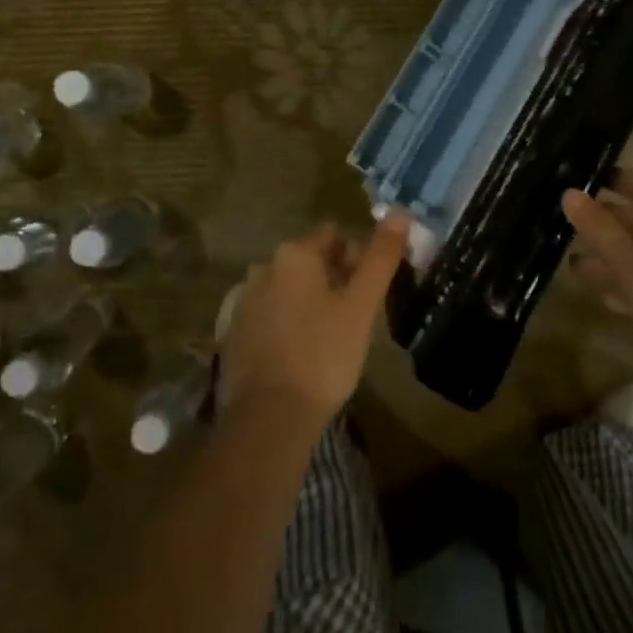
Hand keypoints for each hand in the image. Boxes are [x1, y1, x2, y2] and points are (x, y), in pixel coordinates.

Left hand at [217, 216, 408, 433]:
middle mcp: (262, 267)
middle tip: (353, 318)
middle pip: (309, 261)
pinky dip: (287, 325)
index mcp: (293, 253)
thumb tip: (399, 213)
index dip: (357, 260)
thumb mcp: (361, 306)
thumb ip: (380, 258)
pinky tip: (300, 356)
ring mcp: (243, 301)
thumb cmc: (323, 355)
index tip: (368, 294)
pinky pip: (270, 316)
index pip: (333, 236)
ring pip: (288, 289)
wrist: (268, 419)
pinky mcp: (233, 333)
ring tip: (329, 340)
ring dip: (309, 303)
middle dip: (333, 281)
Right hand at [562, 170, 632, 363]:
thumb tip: (568, 193)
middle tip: (560, 219)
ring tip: (568, 258)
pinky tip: (594, 289)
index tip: (570, 179)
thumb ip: (597, 226)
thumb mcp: (629, 258)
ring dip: (606, 255)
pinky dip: (621, 282)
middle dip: (600, 221)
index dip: (605, 180)